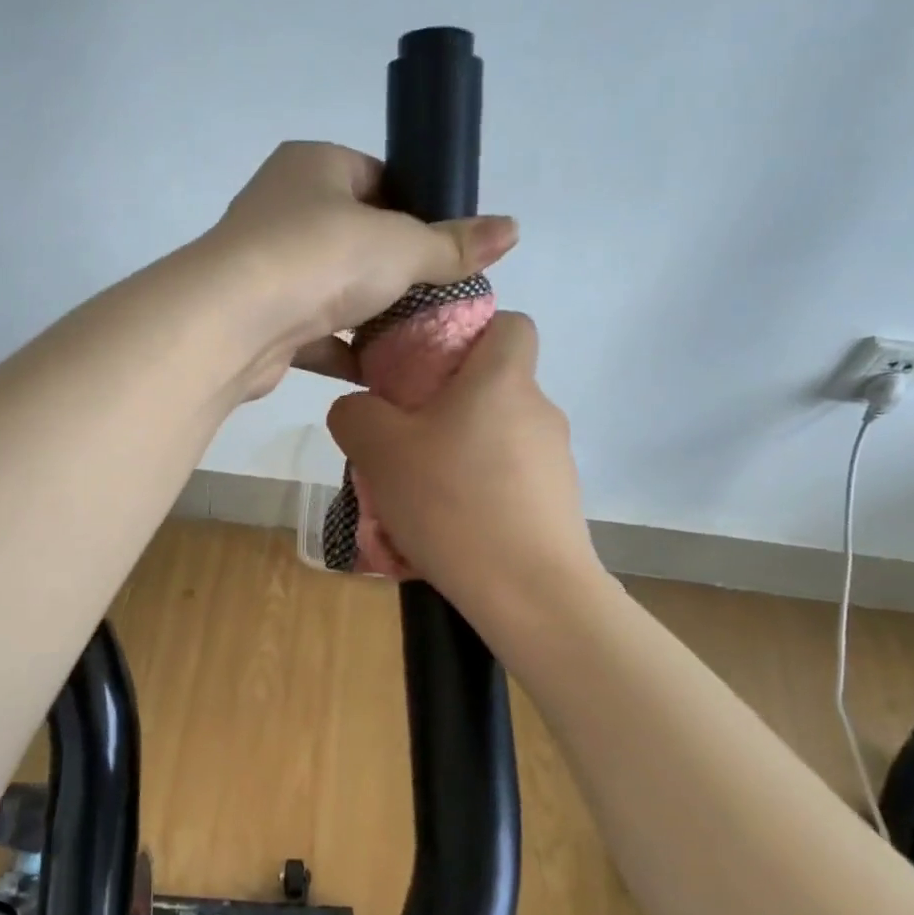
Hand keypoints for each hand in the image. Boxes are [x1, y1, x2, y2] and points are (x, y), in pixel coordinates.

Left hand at [198, 142, 516, 395]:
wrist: (234, 322)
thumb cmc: (321, 257)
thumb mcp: (401, 245)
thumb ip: (453, 244)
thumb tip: (513, 228)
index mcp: (314, 166)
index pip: (377, 178)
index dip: (417, 210)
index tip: (448, 246)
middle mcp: (283, 208)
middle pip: (357, 238)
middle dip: (397, 271)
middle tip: (442, 297)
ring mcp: (268, 266)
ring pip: (334, 290)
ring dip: (371, 316)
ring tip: (420, 337)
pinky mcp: (262, 319)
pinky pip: (314, 334)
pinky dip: (344, 352)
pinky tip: (380, 372)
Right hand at [325, 313, 601, 624]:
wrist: (529, 591)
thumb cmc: (452, 502)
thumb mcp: (379, 452)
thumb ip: (355, 415)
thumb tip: (358, 410)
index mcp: (502, 380)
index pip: (510, 323)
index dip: (473, 333)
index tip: (430, 367)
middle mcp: (539, 411)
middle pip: (493, 388)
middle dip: (448, 407)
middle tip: (405, 443)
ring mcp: (554, 461)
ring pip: (496, 440)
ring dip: (459, 456)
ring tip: (420, 500)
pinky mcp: (558, 505)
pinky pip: (508, 483)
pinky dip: (479, 495)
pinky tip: (450, 531)